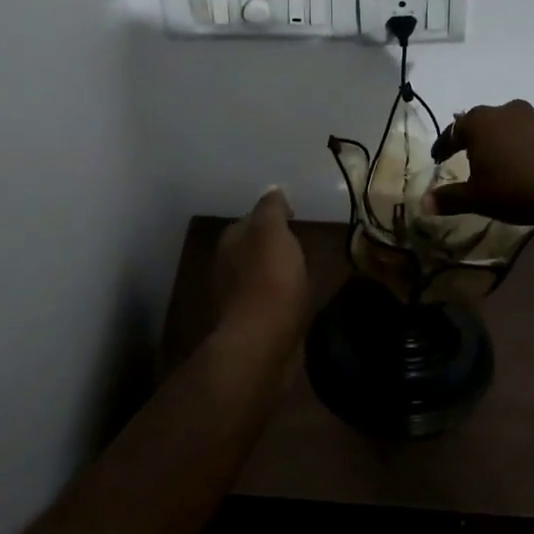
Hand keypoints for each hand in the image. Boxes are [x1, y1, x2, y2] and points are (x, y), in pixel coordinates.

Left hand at [214, 187, 310, 349]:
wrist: (264, 343)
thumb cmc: (269, 280)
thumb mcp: (272, 231)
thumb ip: (271, 209)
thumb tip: (272, 190)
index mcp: (230, 242)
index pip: (249, 219)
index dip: (273, 215)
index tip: (296, 216)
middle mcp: (228, 268)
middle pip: (253, 248)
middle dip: (274, 244)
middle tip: (303, 242)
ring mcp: (239, 298)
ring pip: (261, 275)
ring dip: (278, 271)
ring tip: (305, 270)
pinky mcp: (254, 325)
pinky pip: (271, 301)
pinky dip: (283, 297)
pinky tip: (300, 299)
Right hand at [426, 100, 533, 229]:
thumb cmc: (516, 189)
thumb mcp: (477, 199)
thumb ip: (448, 198)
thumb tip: (423, 204)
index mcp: (478, 122)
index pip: (452, 131)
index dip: (443, 146)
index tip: (438, 159)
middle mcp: (503, 110)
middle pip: (478, 122)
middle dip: (469, 139)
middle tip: (464, 157)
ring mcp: (531, 116)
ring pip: (504, 125)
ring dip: (496, 140)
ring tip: (494, 161)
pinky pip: (525, 132)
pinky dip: (517, 144)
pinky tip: (520, 163)